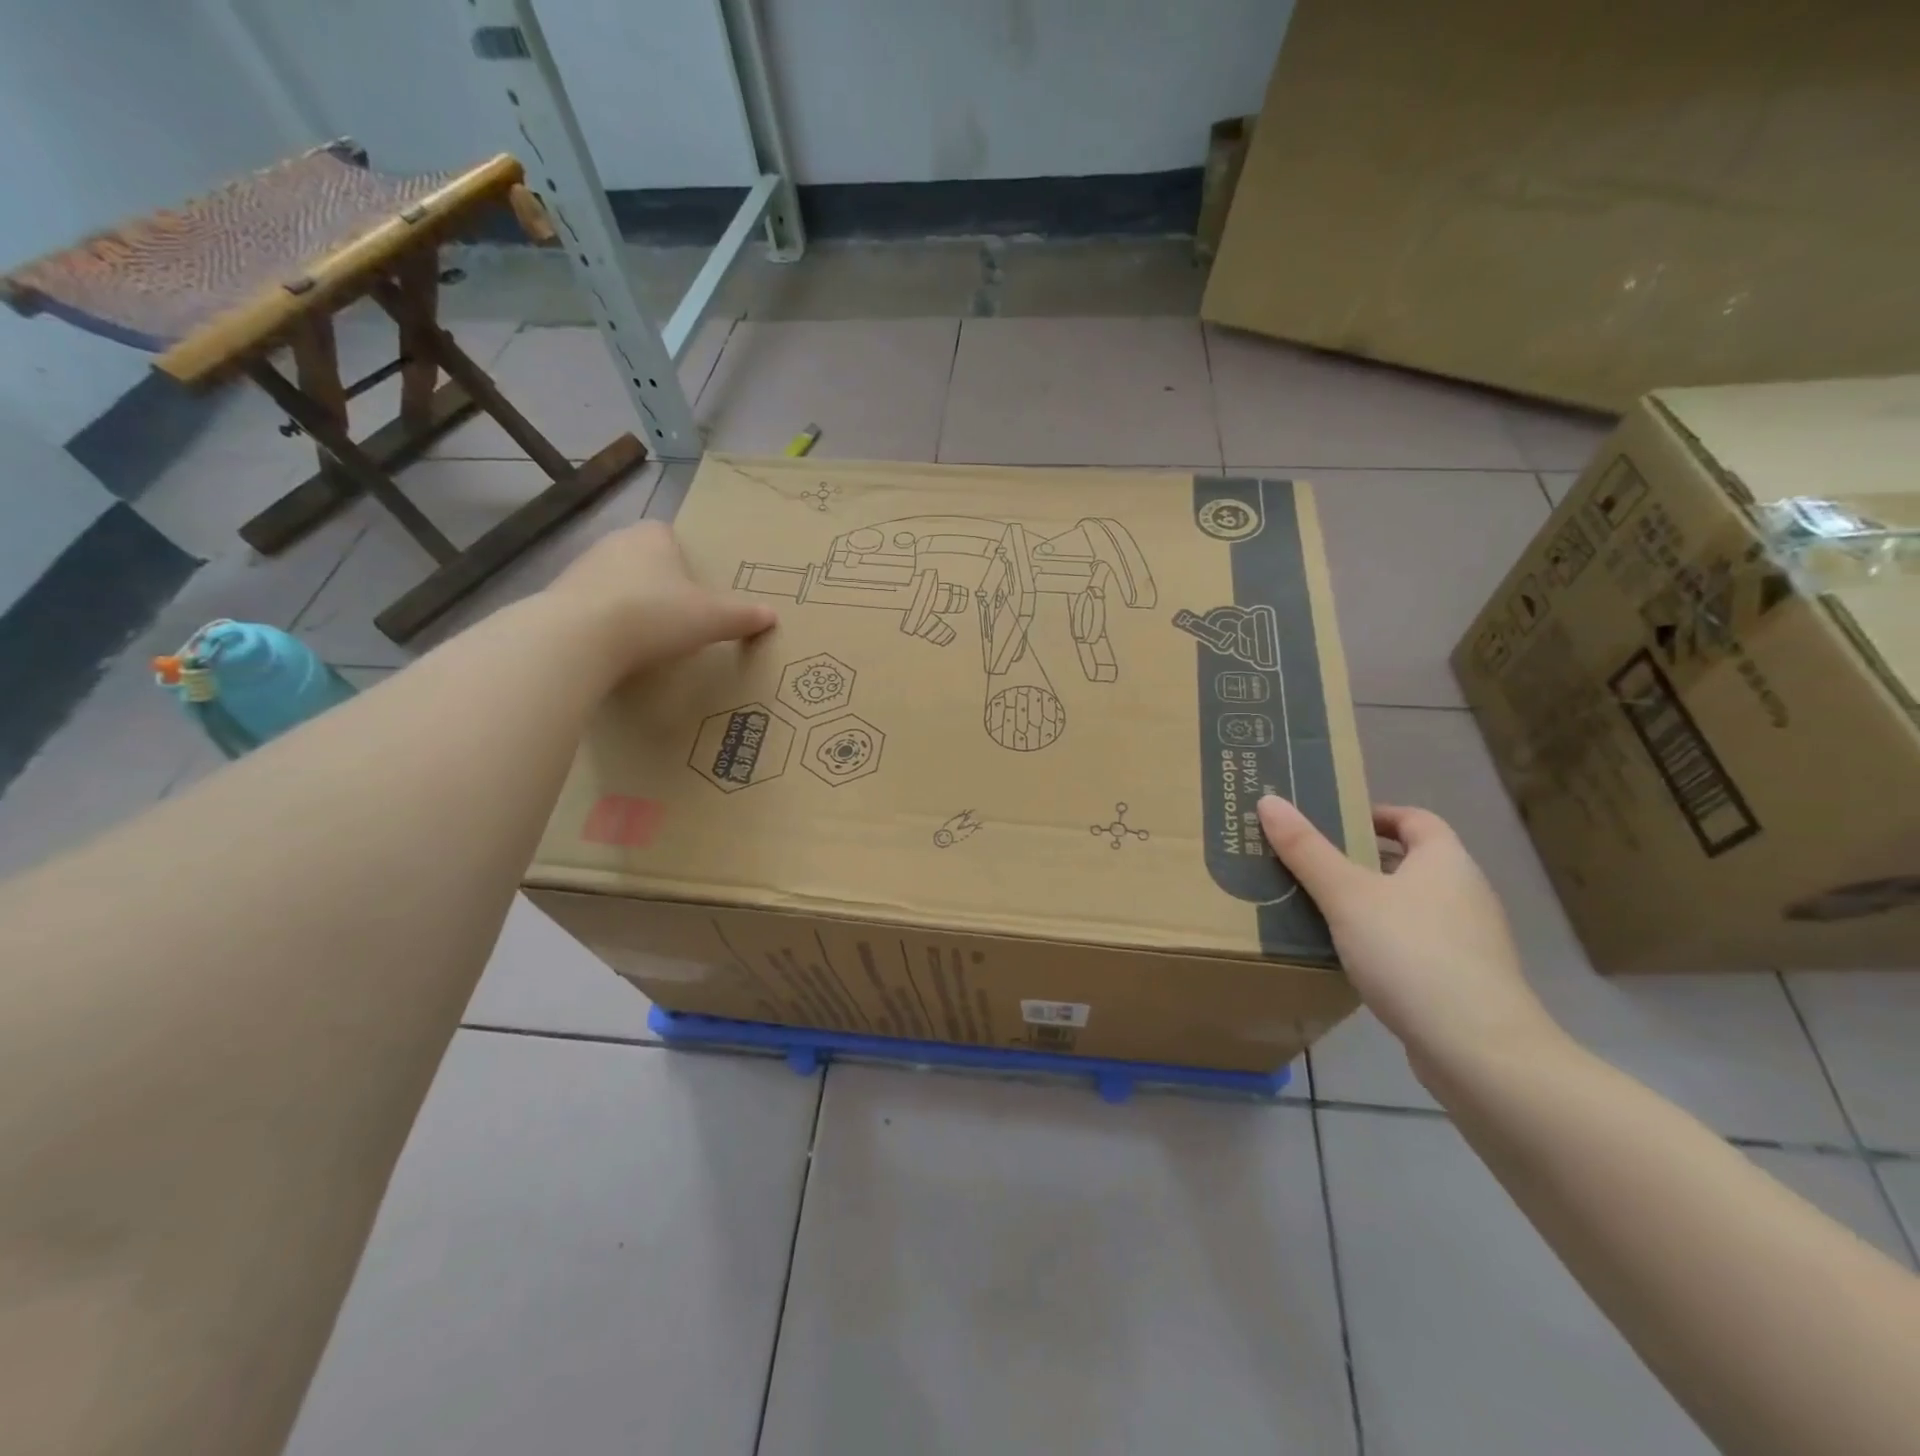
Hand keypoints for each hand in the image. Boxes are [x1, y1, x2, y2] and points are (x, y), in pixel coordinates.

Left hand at [547, 521, 775, 672]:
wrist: (579, 638)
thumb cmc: (655, 615)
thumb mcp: (711, 619)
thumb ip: (742, 616)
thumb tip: (772, 616)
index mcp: (653, 536)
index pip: (670, 535)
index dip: (683, 560)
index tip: (695, 589)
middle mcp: (614, 542)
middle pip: (643, 558)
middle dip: (657, 582)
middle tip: (677, 615)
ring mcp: (581, 568)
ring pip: (615, 582)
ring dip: (628, 603)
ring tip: (647, 636)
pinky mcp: (557, 597)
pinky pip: (591, 606)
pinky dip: (604, 622)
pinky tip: (616, 648)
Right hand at [1257, 795, 1559, 1072]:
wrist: (1479, 1051)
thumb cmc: (1412, 955)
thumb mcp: (1347, 895)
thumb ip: (1306, 849)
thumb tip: (1269, 800)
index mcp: (1446, 861)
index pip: (1414, 819)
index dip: (1374, 814)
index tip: (1330, 823)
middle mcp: (1464, 893)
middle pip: (1408, 862)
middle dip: (1359, 860)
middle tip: (1306, 863)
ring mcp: (1468, 941)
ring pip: (1408, 906)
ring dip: (1367, 903)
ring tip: (1315, 909)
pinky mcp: (1462, 981)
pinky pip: (1412, 944)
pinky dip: (1380, 941)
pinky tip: (1346, 957)